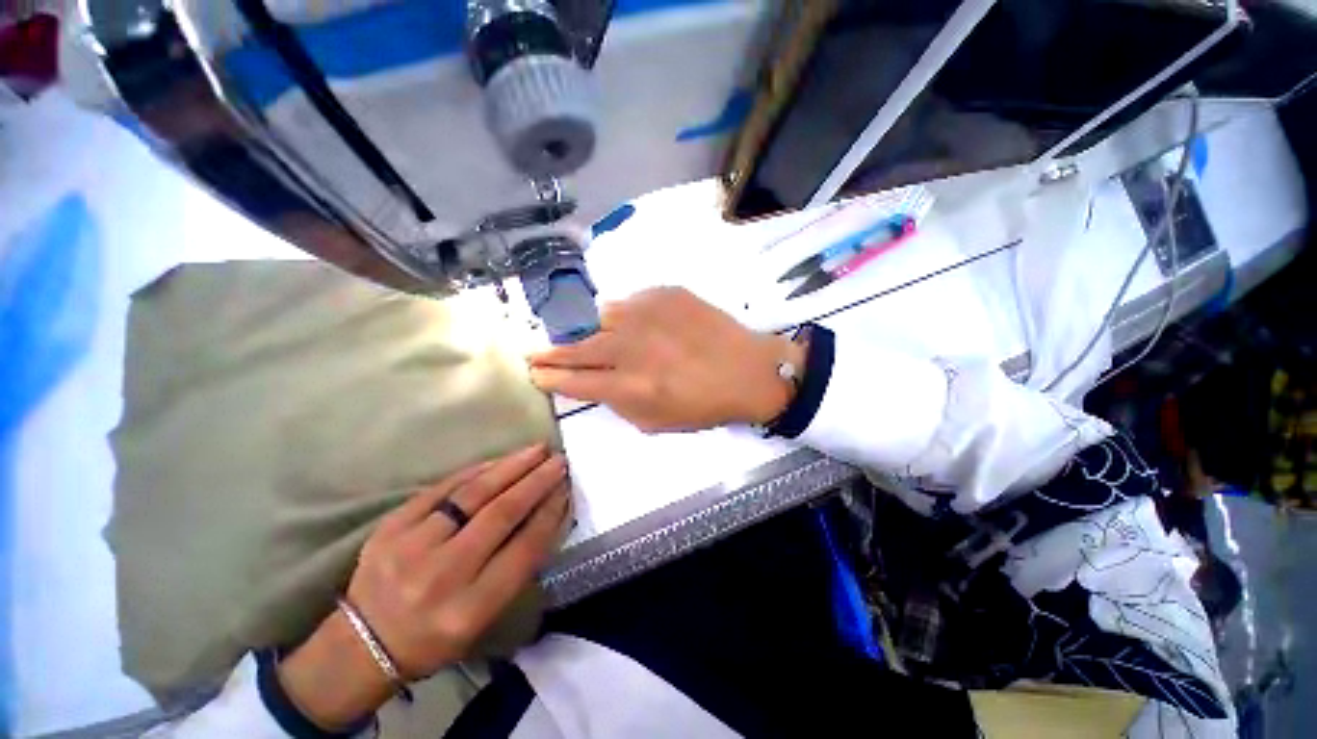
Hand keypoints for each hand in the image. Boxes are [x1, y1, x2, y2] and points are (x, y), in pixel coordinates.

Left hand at [277, 445, 569, 729]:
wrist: (363, 643)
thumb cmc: (436, 636)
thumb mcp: (483, 618)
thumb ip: (517, 567)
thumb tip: (548, 514)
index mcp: (469, 609)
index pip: (523, 549)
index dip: (550, 513)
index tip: (567, 489)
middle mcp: (441, 576)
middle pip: (501, 515)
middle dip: (536, 482)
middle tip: (559, 460)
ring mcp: (411, 547)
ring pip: (473, 495)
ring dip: (511, 467)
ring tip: (537, 450)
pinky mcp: (391, 527)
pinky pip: (442, 489)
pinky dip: (476, 471)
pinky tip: (499, 460)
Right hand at [528, 287, 803, 431]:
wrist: (748, 370)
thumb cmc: (705, 404)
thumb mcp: (657, 422)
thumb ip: (618, 403)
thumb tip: (594, 383)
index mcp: (631, 386)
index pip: (575, 381)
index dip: (551, 378)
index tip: (535, 374)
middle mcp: (632, 347)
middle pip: (578, 347)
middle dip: (552, 353)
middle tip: (536, 353)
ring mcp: (648, 314)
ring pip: (602, 318)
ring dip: (597, 332)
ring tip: (607, 341)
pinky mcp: (665, 293)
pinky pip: (632, 302)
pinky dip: (629, 316)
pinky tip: (645, 327)